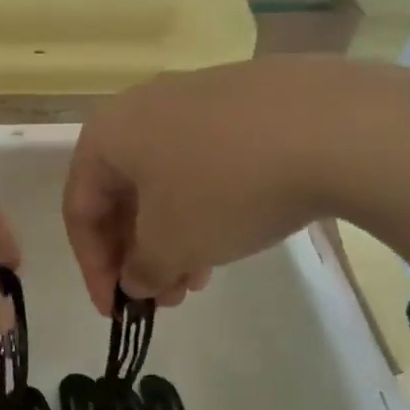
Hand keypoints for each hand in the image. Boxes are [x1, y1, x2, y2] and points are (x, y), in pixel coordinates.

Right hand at [64, 61, 318, 312]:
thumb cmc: (224, 188)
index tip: (118, 311)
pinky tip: (233, 233)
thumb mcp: (172, 244)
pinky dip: (203, 204)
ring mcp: (193, 98)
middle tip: (162, 298)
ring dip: (172, 235)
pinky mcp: (239, 100)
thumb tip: (137, 278)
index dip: (93, 267)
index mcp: (107, 134)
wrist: (330, 125)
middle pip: (123, 193)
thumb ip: (141, 270)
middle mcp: (141, 107)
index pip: (79, 209)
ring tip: (199, 278)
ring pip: (165, 179)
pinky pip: (202, 161)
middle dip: (138, 254)